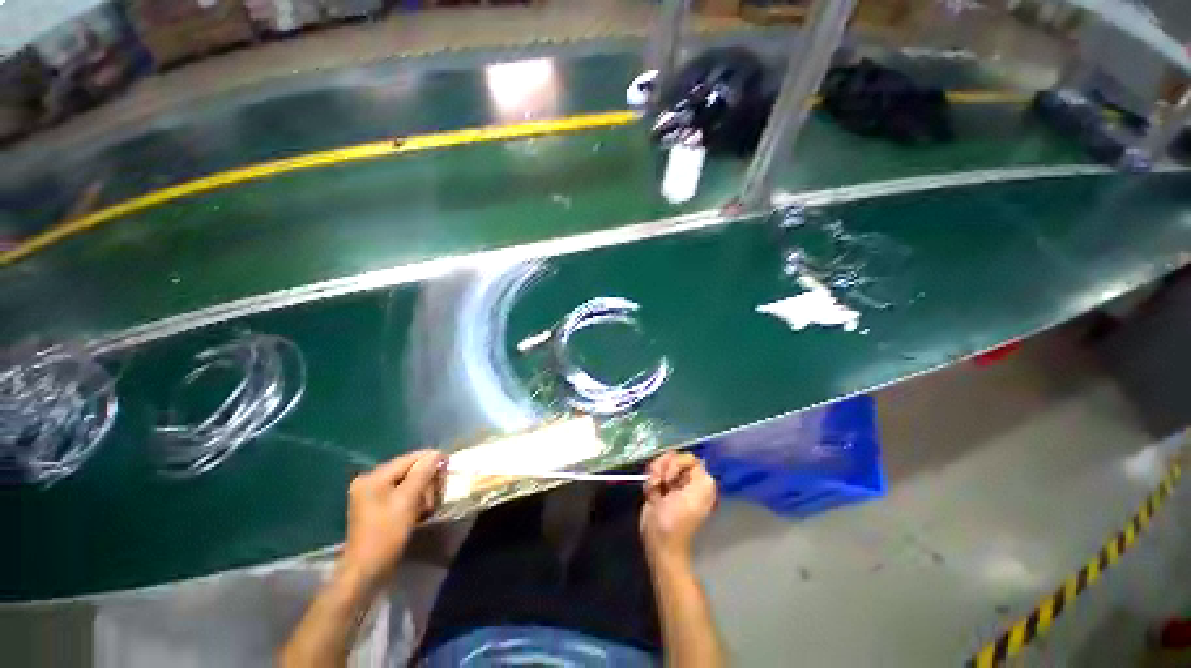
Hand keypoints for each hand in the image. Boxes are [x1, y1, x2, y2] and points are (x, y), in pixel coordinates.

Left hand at [339, 450, 443, 589]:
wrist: (366, 572)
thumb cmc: (386, 534)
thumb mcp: (407, 501)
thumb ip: (422, 473)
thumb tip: (436, 454)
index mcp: (374, 477)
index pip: (410, 458)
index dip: (431, 460)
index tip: (449, 467)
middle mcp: (370, 481)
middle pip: (409, 469)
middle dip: (426, 480)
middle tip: (435, 497)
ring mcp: (371, 495)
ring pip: (407, 482)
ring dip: (422, 491)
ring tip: (427, 507)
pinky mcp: (376, 507)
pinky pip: (401, 494)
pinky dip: (413, 499)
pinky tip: (419, 511)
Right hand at [640, 452, 716, 560]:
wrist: (658, 539)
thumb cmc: (678, 519)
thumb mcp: (697, 495)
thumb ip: (699, 474)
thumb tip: (694, 462)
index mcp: (699, 481)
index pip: (687, 457)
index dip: (676, 463)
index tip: (670, 478)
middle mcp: (686, 479)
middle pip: (671, 457)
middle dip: (662, 467)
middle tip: (661, 482)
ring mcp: (670, 483)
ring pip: (660, 464)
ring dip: (654, 474)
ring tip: (654, 488)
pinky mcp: (657, 488)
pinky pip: (651, 474)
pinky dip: (649, 483)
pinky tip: (650, 495)